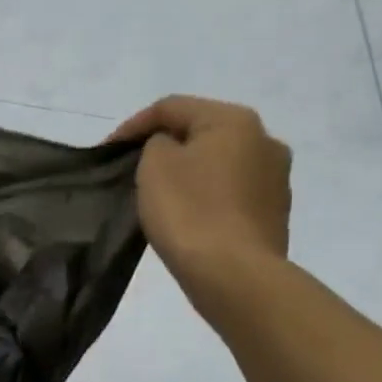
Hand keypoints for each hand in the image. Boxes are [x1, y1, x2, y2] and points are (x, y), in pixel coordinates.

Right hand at [110, 97, 291, 291]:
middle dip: (166, 148)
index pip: (173, 107)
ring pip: (219, 165)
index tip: (106, 151)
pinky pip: (230, 195)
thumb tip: (170, 149)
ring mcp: (275, 179)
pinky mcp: (274, 214)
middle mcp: (265, 140)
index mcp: (235, 120)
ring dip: (189, 174)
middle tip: (133, 170)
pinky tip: (188, 219)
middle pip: (202, 133)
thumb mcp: (155, 166)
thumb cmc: (190, 212)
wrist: (234, 275)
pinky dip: (206, 199)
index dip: (133, 125)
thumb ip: (156, 144)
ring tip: (161, 197)